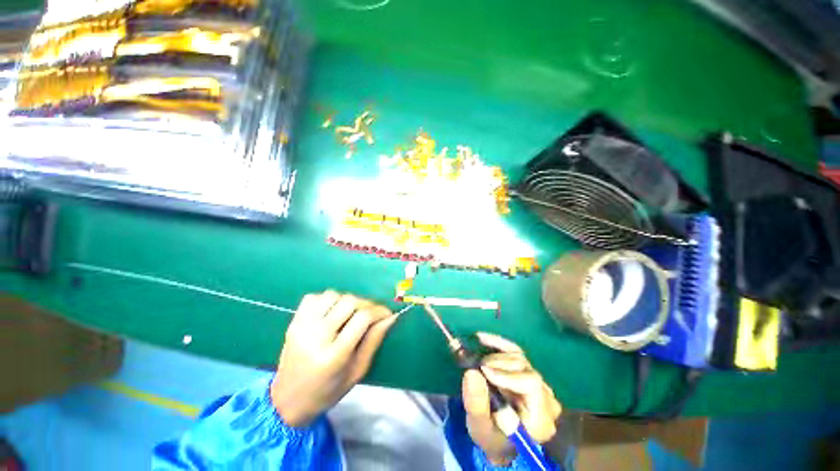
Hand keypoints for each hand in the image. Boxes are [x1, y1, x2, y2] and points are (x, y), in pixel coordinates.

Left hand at [270, 290, 398, 427]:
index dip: (379, 311)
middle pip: (349, 302)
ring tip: (350, 314)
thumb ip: (374, 340)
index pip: (363, 318)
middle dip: (366, 304)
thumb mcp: (358, 371)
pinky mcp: (293, 322)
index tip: (387, 314)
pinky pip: (314, 297)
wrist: (287, 400)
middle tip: (370, 314)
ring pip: (332, 295)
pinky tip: (331, 312)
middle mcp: (315, 337)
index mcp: (334, 356)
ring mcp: (301, 327)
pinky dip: (327, 300)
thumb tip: (390, 317)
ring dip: (346, 301)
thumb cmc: (328, 391)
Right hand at [462, 332, 561, 465]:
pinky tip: (481, 338)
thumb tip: (471, 372)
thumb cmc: (491, 437)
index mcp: (541, 419)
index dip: (507, 374)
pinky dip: (498, 343)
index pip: (532, 385)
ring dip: (495, 357)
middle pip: (525, 369)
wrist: (500, 439)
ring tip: (479, 364)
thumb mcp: (479, 428)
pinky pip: (515, 351)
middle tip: (477, 367)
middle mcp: (547, 399)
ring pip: (519, 358)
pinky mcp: (529, 371)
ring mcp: (540, 383)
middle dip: (497, 364)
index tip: (483, 371)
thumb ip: (476, 405)